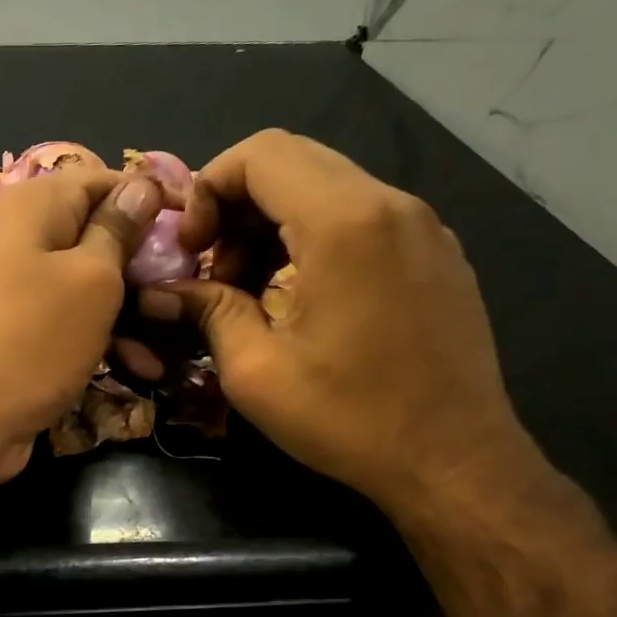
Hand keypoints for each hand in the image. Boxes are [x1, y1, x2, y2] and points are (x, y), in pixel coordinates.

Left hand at [0, 168, 171, 489]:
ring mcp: (23, 291)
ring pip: (93, 287)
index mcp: (36, 206)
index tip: (194, 229)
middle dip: (148, 266)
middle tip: (194, 289)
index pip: (105, 180)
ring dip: (136, 313)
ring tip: (179, 341)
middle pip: (101, 236)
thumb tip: (141, 185)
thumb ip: (119, 230)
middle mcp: (26, 240)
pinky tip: (145, 368)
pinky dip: (108, 341)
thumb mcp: (91, 279)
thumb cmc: (31, 339)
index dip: (151, 199)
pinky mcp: (26, 336)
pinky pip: (75, 325)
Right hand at [139, 129, 536, 511]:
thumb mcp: (256, 371)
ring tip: (250, 289)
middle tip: (213, 269)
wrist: (454, 461)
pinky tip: (299, 295)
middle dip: (236, 205)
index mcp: (343, 224)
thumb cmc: (349, 418)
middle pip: (293, 161)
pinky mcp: (437, 252)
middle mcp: (390, 204)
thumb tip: (163, 292)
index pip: (260, 155)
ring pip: (328, 186)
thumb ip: (208, 311)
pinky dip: (314, 236)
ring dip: (273, 223)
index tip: (191, 250)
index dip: (208, 189)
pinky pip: (362, 215)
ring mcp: (422, 225)